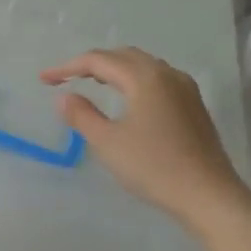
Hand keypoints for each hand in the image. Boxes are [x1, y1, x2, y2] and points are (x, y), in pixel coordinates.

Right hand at [41, 48, 249, 226]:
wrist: (206, 194)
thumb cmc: (152, 167)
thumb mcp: (108, 143)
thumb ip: (82, 115)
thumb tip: (64, 97)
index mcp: (145, 78)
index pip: (99, 61)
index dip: (68, 67)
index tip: (44, 80)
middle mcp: (167, 74)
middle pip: (124, 56)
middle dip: (92, 63)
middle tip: (67, 78)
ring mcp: (185, 89)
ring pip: (143, 66)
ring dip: (115, 70)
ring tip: (92, 84)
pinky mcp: (193, 106)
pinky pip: (157, 80)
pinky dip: (133, 81)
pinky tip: (126, 99)